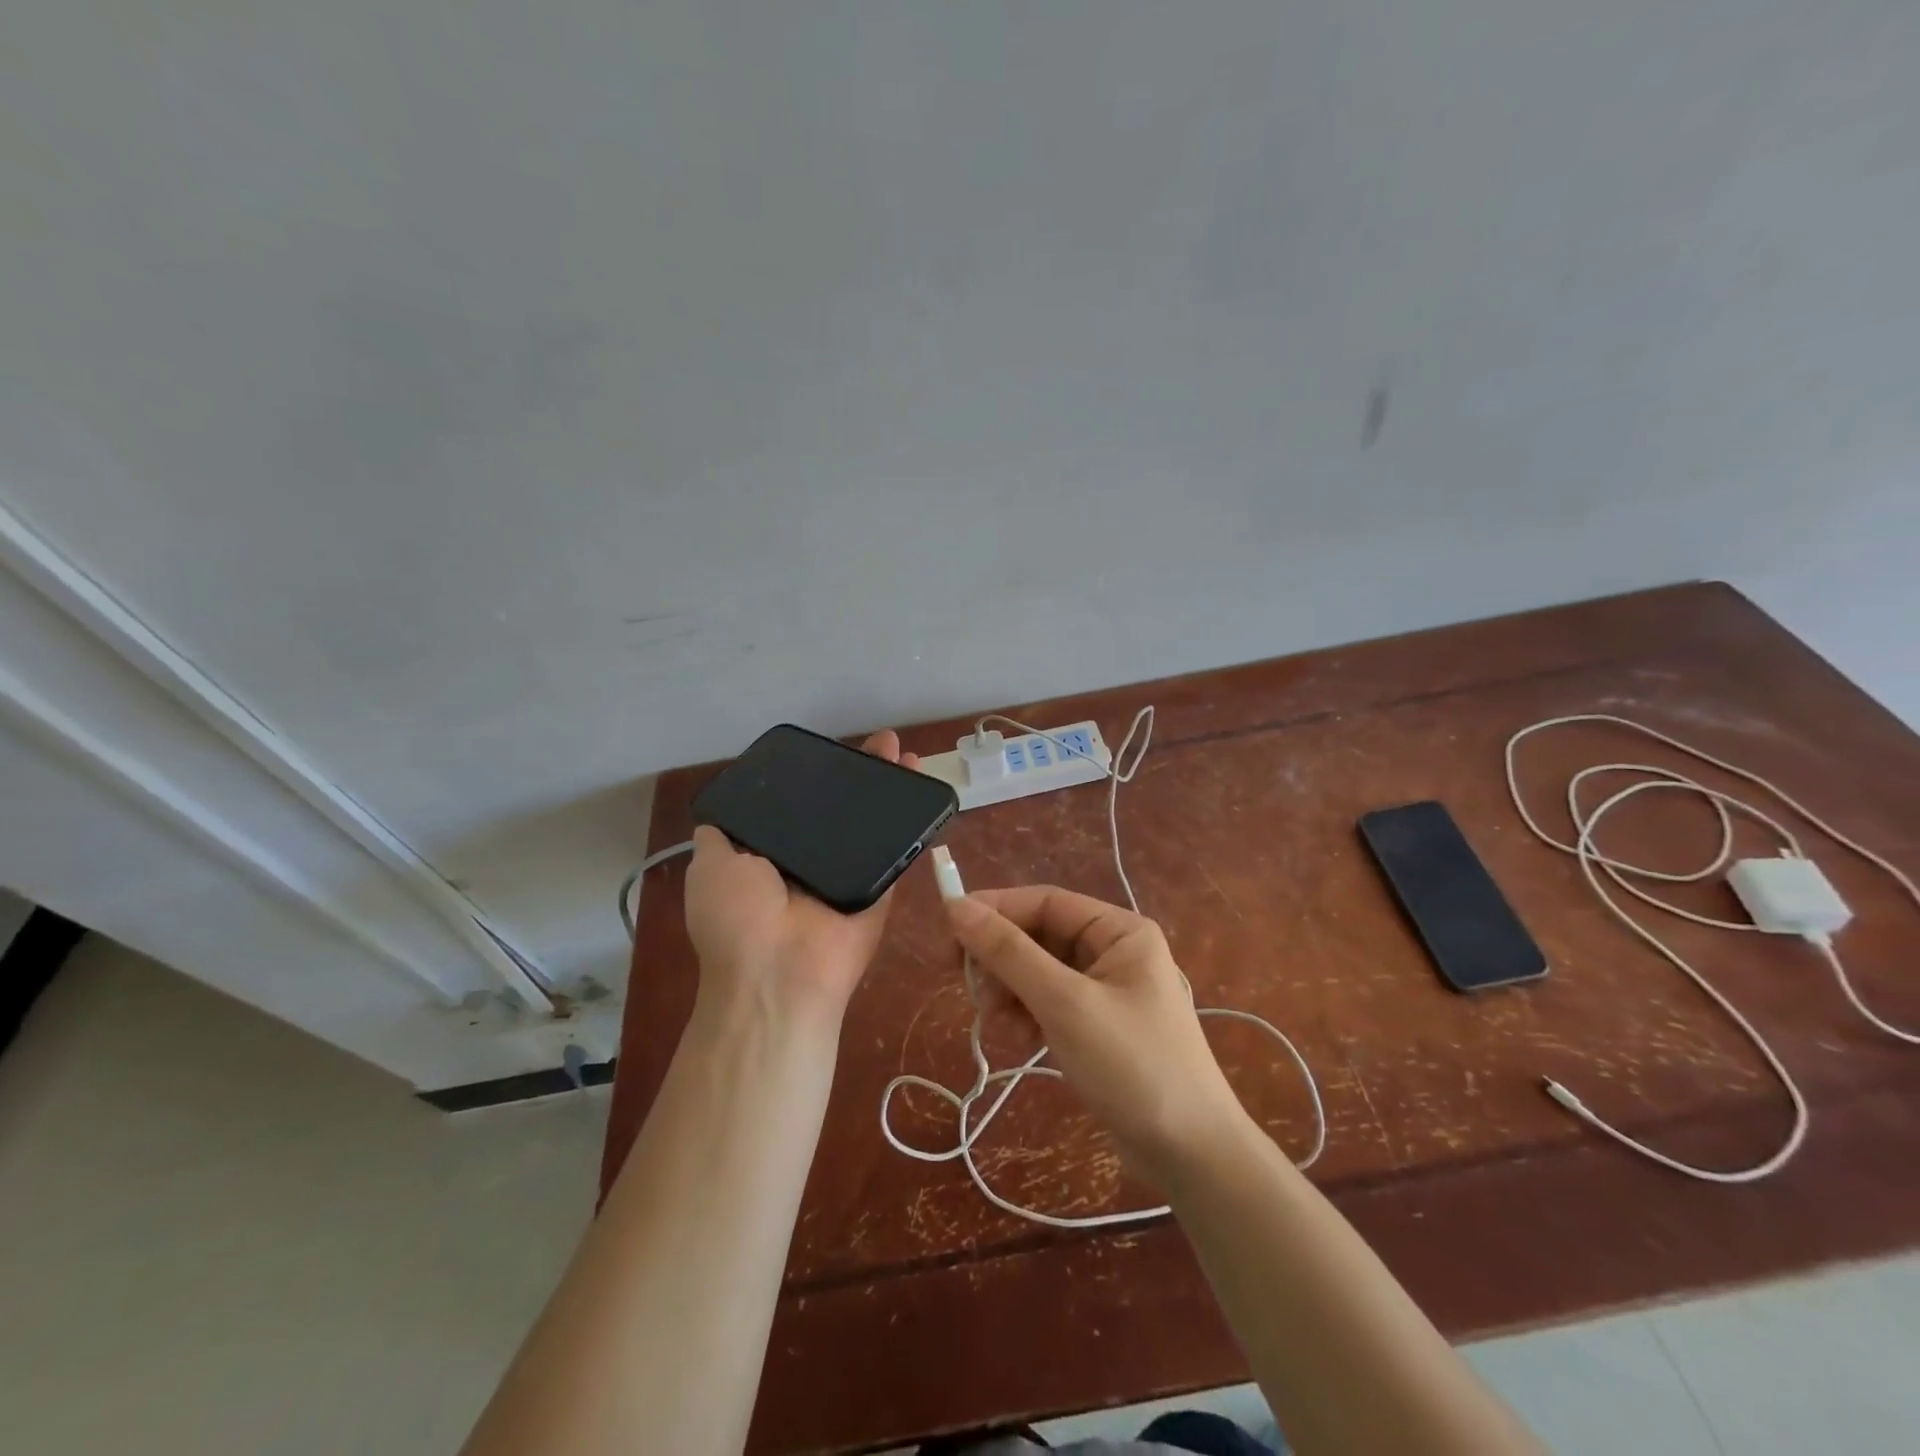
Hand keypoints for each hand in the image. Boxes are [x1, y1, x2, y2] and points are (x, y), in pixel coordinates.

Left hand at [684, 730, 920, 1031]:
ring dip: (890, 788)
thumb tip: (722, 814)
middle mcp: (812, 862)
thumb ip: (721, 837)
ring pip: (872, 822)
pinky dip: (912, 820)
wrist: (781, 975)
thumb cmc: (738, 918)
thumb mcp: (710, 868)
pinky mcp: (882, 886)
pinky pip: (898, 849)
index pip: (796, 806)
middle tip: (882, 744)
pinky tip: (923, 785)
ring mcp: (851, 873)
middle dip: (860, 775)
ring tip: (906, 753)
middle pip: (840, 808)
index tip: (828, 751)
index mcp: (771, 857)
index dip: (813, 777)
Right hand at [946, 886, 1247, 1185]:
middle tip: (969, 987)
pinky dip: (1027, 1014)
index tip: (948, 930)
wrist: (1192, 1156)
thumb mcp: (1064, 1004)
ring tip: (997, 1022)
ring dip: (1011, 991)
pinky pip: (1049, 1003)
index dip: (995, 910)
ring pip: (1038, 972)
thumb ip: (1009, 953)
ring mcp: (1106, 990)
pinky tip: (1020, 1039)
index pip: (1044, 901)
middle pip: (1039, 936)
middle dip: (1002, 959)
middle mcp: (1114, 951)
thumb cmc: (1132, 1066)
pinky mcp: (1097, 1026)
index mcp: (1119, 930)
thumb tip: (957, 906)